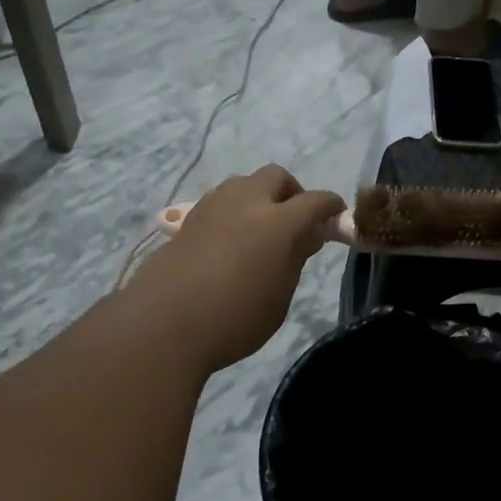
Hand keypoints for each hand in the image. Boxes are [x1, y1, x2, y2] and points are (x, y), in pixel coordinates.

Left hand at [129, 167, 345, 370]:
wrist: (163, 324)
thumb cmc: (234, 319)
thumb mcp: (279, 296)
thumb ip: (295, 259)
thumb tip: (307, 235)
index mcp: (278, 222)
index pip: (315, 201)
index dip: (331, 207)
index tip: (337, 217)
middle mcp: (246, 202)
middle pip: (276, 177)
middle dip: (292, 192)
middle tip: (296, 221)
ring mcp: (213, 207)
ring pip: (244, 183)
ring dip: (259, 196)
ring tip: (261, 228)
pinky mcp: (188, 219)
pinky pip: (220, 200)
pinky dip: (234, 209)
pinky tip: (232, 238)